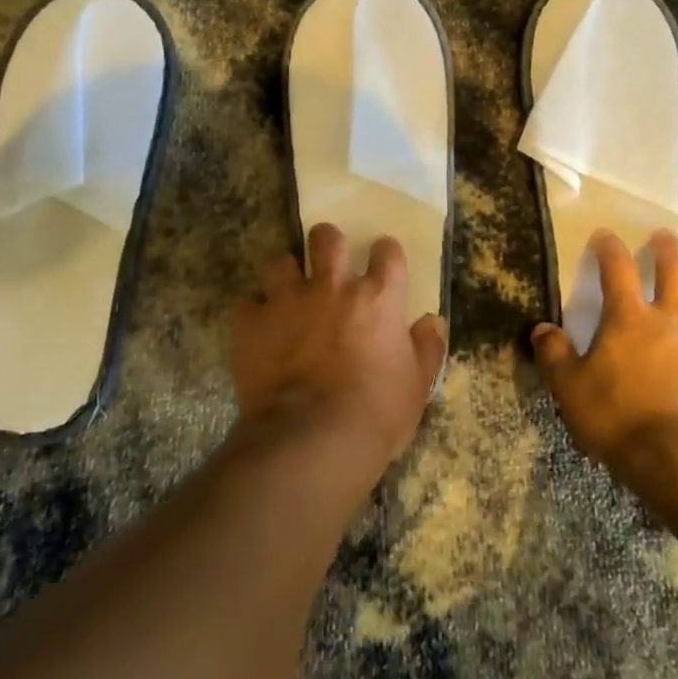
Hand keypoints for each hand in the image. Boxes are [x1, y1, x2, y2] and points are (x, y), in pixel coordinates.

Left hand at [230, 223, 447, 485]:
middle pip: (326, 238)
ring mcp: (288, 300)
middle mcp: (332, 286)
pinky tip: (257, 329)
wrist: (313, 440)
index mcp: (377, 297)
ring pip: (279, 261)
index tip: (383, 260)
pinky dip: (252, 313)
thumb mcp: (417, 386)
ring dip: (284, 274)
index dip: (386, 252)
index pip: (387, 252)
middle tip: (328, 260)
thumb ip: (427, 348)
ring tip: (286, 292)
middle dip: (326, 242)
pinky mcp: (252, 324)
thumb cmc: (376, 414)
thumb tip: (432, 322)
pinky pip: (245, 303)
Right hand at [532, 229, 677, 474]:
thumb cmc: (620, 420)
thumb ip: (555, 356)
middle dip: (669, 249)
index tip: (605, 235)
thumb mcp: (571, 389)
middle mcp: (673, 320)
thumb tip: (541, 330)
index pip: (618, 269)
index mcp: (630, 318)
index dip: (610, 248)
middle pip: (676, 271)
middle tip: (665, 236)